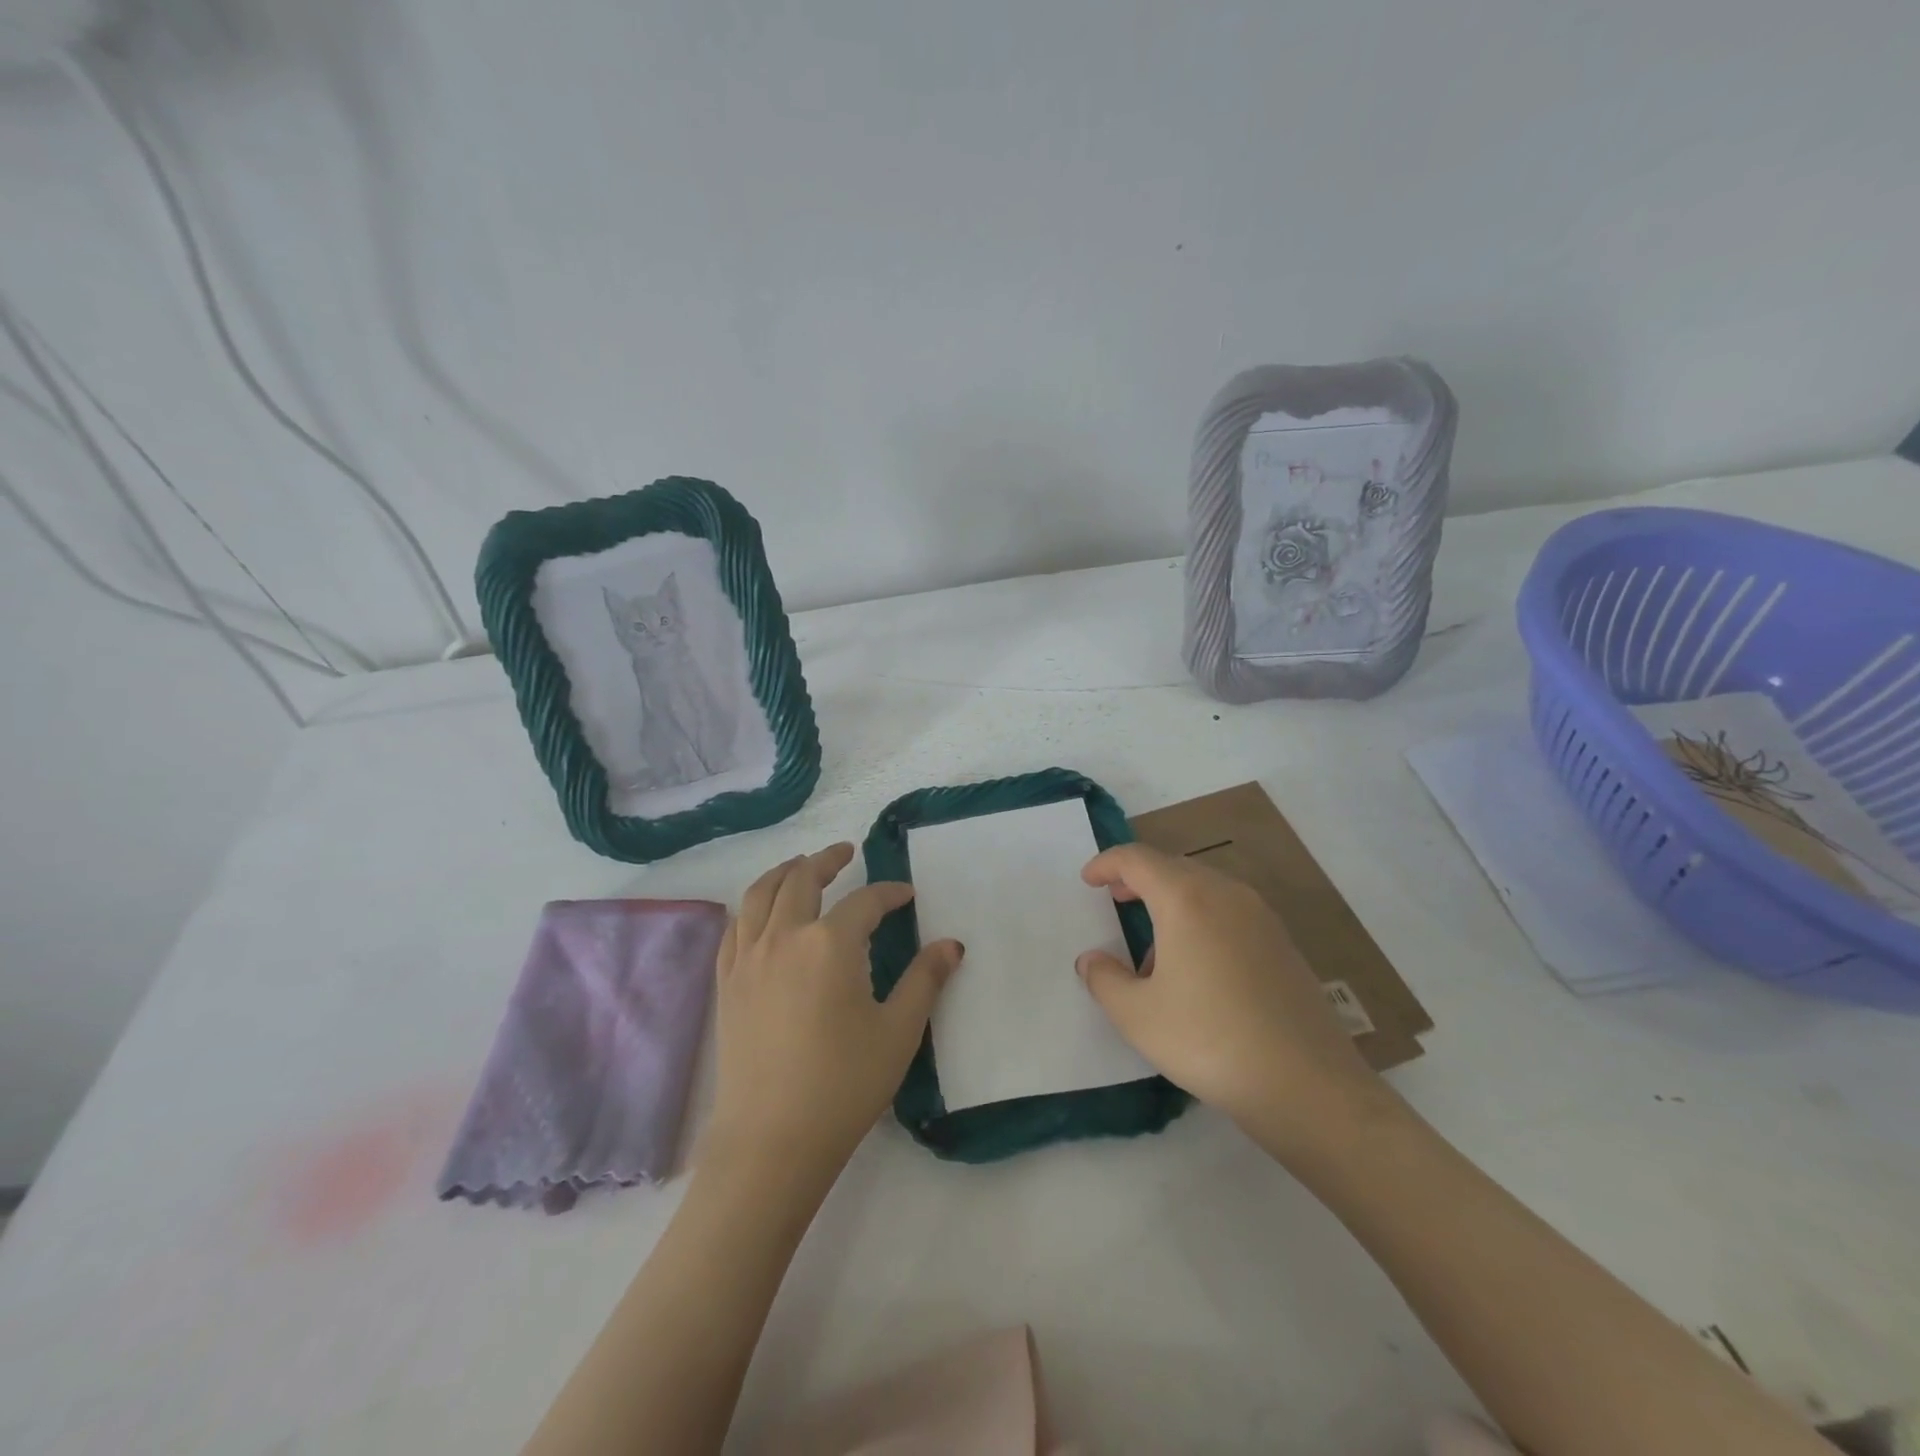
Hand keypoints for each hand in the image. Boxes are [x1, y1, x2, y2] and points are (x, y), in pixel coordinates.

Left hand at [705, 844, 963, 1184]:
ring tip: (799, 865)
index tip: (906, 895)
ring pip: (760, 894)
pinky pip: (735, 927)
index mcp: (830, 944)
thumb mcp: (898, 1031)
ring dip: (783, 872)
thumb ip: (924, 980)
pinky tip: (761, 913)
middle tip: (845, 853)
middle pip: (802, 880)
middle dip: (826, 860)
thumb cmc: (843, 1084)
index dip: (890, 893)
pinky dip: (752, 907)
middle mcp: (784, 937)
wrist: (771, 1141)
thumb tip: (951, 945)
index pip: (865, 902)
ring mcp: (748, 959)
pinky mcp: (727, 983)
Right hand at [1075, 843, 1387, 1157]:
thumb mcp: (1137, 1016)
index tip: (1088, 880)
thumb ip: (1104, 979)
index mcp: (1186, 899)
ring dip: (1171, 900)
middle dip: (1139, 878)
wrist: (1307, 1085)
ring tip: (1154, 950)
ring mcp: (1261, 917)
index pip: (1138, 859)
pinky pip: (1230, 912)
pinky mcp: (1283, 944)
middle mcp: (1226, 894)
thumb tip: (1092, 960)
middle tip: (1115, 899)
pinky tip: (1197, 968)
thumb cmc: (1209, 1040)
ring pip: (1205, 888)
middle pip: (1173, 867)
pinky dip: (1202, 919)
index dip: (1107, 863)